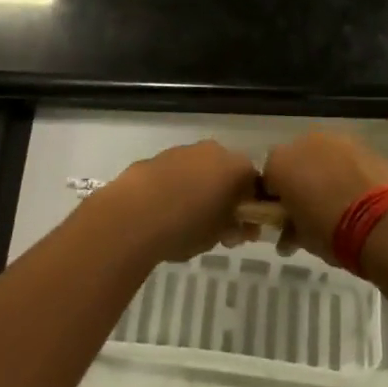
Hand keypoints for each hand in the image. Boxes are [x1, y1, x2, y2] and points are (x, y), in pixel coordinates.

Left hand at [97, 140, 259, 264]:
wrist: (133, 214)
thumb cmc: (186, 226)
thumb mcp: (219, 236)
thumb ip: (235, 228)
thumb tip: (239, 227)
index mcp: (235, 167)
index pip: (254, 183)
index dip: (251, 207)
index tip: (242, 229)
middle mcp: (213, 151)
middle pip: (227, 172)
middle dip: (225, 196)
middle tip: (217, 227)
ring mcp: (183, 150)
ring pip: (200, 170)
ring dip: (200, 189)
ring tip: (186, 221)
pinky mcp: (157, 156)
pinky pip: (176, 173)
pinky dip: (176, 187)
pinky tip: (165, 212)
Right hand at [260, 132, 387, 264]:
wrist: (384, 221)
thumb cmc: (332, 232)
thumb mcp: (302, 238)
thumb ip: (289, 229)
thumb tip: (288, 235)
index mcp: (279, 164)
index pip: (267, 179)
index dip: (276, 198)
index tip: (286, 216)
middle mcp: (302, 142)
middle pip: (294, 159)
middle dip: (299, 179)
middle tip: (312, 208)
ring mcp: (334, 138)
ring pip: (320, 154)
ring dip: (323, 171)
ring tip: (339, 199)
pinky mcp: (362, 142)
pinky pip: (345, 155)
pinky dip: (346, 168)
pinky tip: (357, 191)